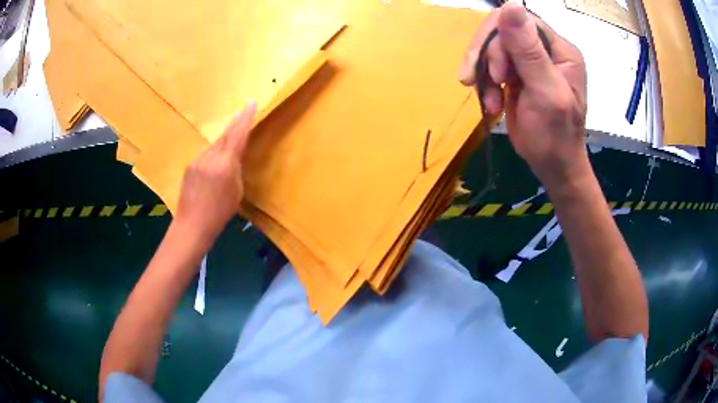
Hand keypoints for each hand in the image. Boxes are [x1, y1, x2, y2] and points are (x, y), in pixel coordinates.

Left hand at [174, 102, 256, 239]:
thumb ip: (235, 170)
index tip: (251, 103)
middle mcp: (210, 157)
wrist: (191, 225)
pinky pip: (205, 155)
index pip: (238, 135)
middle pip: (225, 135)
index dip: (245, 118)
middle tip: (243, 111)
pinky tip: (215, 164)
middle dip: (235, 123)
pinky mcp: (190, 166)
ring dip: (224, 141)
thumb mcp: (236, 192)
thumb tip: (233, 159)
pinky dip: (213, 154)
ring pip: (214, 145)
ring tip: (231, 139)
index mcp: (226, 164)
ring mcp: (198, 160)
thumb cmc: (219, 213)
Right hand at [459, 4, 587, 191]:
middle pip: (503, 31)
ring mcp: (530, 61)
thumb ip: (529, 50)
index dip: (498, 37)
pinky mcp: (518, 75)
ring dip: (484, 74)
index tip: (494, 71)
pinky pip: (492, 65)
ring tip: (489, 101)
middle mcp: (545, 50)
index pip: (521, 21)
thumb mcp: (545, 92)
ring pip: (493, 48)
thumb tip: (510, 5)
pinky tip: (491, 104)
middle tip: (477, 82)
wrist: (553, 167)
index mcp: (559, 50)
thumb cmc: (555, 136)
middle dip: (487, 56)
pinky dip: (486, 84)